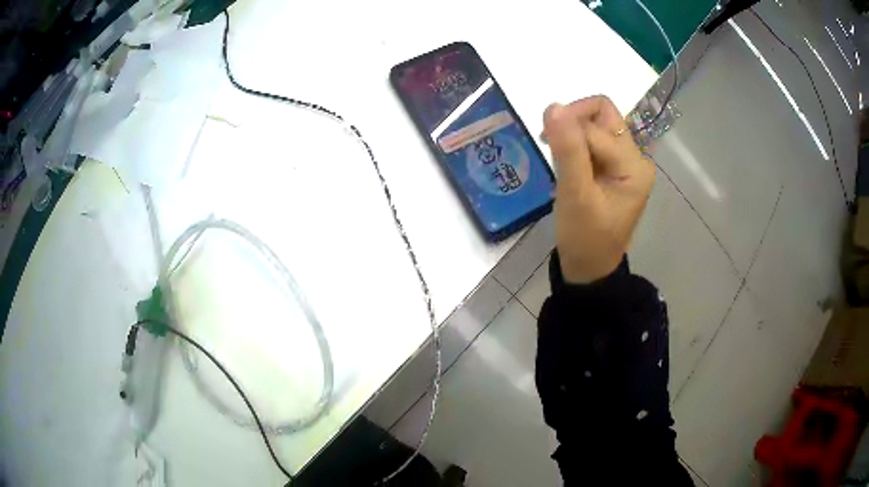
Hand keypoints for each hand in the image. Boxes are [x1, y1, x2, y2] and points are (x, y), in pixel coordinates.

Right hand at [542, 96, 653, 283]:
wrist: (589, 268)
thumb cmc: (585, 238)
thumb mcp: (575, 195)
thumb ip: (568, 150)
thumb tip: (553, 106)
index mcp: (634, 166)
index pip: (596, 127)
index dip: (568, 128)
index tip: (544, 142)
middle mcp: (635, 158)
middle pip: (603, 115)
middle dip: (573, 122)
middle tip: (551, 142)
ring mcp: (625, 162)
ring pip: (597, 125)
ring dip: (573, 132)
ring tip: (558, 157)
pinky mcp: (614, 168)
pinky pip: (593, 140)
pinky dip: (575, 143)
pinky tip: (566, 163)